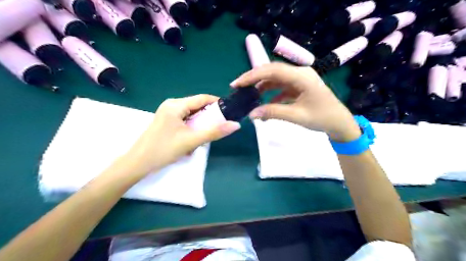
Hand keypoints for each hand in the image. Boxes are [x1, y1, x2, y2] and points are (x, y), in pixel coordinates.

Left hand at [122, 94, 239, 174]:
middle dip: (208, 117)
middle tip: (217, 128)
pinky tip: (192, 138)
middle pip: (197, 106)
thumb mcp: (191, 141)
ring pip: (191, 114)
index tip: (229, 112)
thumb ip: (214, 132)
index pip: (202, 98)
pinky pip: (184, 120)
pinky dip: (192, 127)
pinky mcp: (166, 121)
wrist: (137, 163)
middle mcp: (171, 105)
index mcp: (176, 105)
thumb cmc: (164, 150)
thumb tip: (236, 125)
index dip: (217, 103)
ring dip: (200, 124)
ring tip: (203, 136)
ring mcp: (167, 113)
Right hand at [231, 63, 361, 141]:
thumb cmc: (322, 118)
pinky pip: (281, 88)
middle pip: (272, 72)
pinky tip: (265, 105)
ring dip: (262, 87)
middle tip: (238, 88)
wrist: (340, 123)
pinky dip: (271, 95)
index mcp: (301, 76)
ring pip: (275, 79)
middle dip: (254, 79)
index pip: (272, 71)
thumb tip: (251, 114)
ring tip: (249, 97)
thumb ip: (273, 112)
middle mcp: (299, 73)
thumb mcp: (297, 116)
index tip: (237, 84)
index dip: (252, 76)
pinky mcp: (299, 87)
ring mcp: (299, 80)